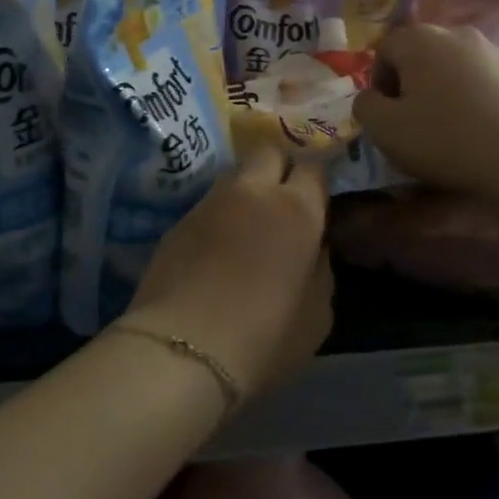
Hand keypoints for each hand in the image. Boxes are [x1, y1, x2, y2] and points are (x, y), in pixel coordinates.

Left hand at [125, 145, 332, 400]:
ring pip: (234, 174)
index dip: (316, 180)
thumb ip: (320, 270)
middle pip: (269, 152)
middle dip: (279, 166)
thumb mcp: (317, 315)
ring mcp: (210, 201)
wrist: (184, 347)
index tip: (316, 200)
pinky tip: (215, 245)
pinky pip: (207, 204)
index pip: (314, 167)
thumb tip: (314, 249)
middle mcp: (253, 192)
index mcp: (297, 209)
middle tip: (281, 200)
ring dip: (245, 189)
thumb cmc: (265, 337)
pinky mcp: (178, 219)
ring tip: (245, 222)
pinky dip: (217, 215)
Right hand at [353, 24, 498, 197]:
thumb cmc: (444, 138)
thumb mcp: (384, 129)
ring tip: (450, 129)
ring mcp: (494, 52)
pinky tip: (480, 131)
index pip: (383, 49)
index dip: (378, 82)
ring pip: (453, 68)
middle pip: (420, 55)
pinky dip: (474, 101)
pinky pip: (483, 83)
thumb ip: (365, 106)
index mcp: (419, 40)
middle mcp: (456, 34)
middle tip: (414, 122)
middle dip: (411, 84)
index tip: (388, 115)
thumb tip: (372, 97)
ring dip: (443, 92)